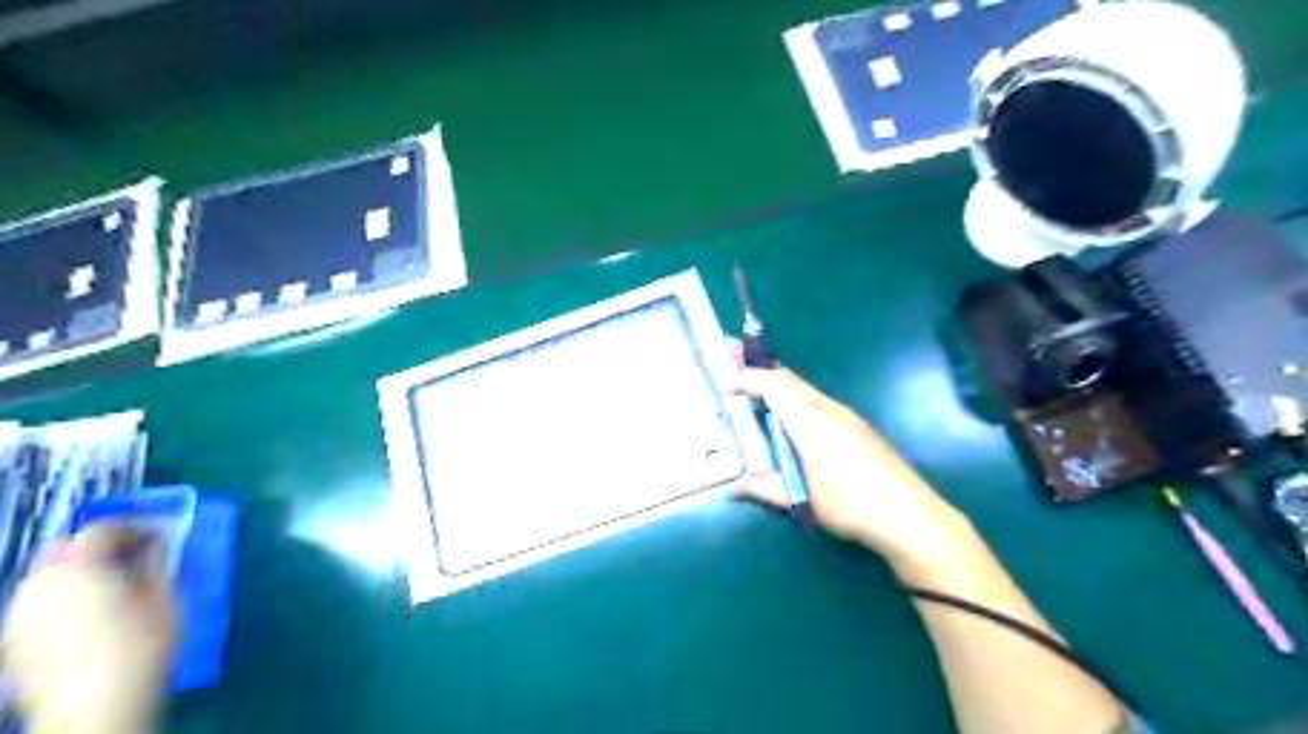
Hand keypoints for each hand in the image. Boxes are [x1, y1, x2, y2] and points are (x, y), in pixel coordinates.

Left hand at [0, 528, 171, 732]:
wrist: (94, 708)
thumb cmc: (140, 648)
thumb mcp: (165, 598)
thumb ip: (158, 564)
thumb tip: (158, 545)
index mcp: (80, 568)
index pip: (103, 529)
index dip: (135, 526)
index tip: (161, 535)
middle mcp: (40, 584)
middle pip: (64, 548)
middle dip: (99, 546)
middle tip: (135, 556)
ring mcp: (20, 614)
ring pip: (48, 575)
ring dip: (81, 570)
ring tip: (115, 586)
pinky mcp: (14, 640)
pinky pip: (40, 601)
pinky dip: (64, 596)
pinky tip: (91, 614)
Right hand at [734, 354, 969, 565]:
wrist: (910, 515)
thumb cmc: (851, 504)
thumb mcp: (802, 500)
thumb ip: (765, 489)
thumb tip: (734, 488)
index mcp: (811, 421)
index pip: (774, 386)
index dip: (747, 379)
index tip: (725, 383)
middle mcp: (828, 409)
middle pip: (789, 378)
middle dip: (759, 365)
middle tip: (732, 353)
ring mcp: (846, 417)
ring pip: (804, 388)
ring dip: (777, 381)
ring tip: (754, 382)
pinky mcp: (856, 428)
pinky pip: (816, 401)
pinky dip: (793, 397)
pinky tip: (789, 415)